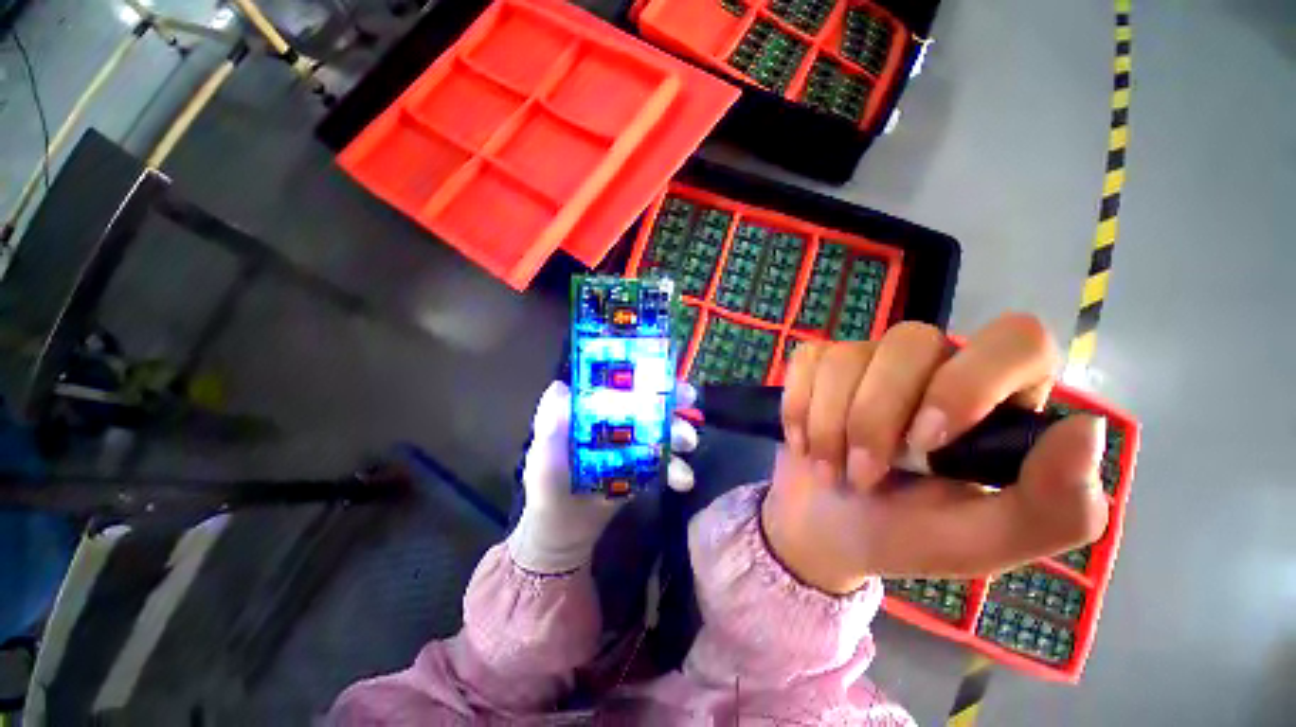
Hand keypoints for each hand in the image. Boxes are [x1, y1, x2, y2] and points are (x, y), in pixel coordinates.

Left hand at [507, 380, 697, 573]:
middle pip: (649, 407)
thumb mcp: (543, 454)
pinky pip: (665, 466)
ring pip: (662, 434)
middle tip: (688, 405)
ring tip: (687, 445)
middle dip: (671, 403)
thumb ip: (549, 424)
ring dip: (679, 435)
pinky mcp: (644, 473)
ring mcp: (634, 449)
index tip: (664, 377)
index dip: (643, 379)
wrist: (562, 533)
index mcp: (595, 414)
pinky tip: (682, 480)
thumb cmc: (547, 487)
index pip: (622, 387)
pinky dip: (677, 469)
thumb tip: (560, 388)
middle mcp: (618, 425)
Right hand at [761, 314, 1108, 594]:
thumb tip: (1085, 430)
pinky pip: (805, 362)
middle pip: (910, 342)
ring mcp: (868, 360)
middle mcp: (933, 365)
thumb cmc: (904, 536)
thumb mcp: (981, 541)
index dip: (968, 381)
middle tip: (864, 476)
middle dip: (874, 417)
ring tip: (830, 469)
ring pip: (846, 356)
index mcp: (994, 400)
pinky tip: (802, 442)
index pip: (1015, 340)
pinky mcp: (819, 365)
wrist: (825, 527)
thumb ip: (1053, 507)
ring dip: (828, 425)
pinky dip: (797, 408)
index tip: (926, 442)